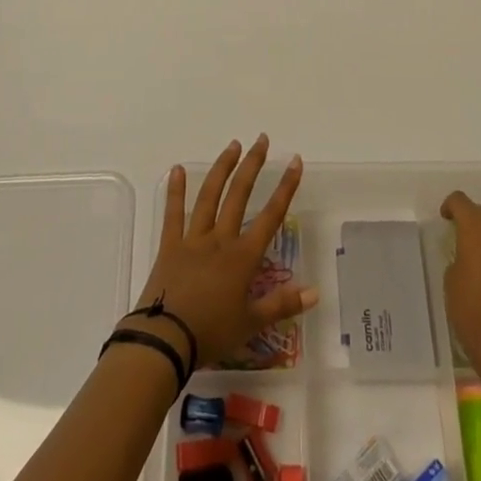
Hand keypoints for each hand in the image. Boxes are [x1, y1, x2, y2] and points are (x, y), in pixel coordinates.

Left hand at [135, 136, 319, 365]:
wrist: (165, 340)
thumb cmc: (211, 333)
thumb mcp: (251, 324)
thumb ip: (283, 305)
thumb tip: (315, 291)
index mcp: (243, 257)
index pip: (270, 216)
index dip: (285, 188)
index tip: (294, 162)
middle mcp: (220, 239)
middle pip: (239, 195)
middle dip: (252, 165)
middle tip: (261, 140)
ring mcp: (193, 239)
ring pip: (210, 196)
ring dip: (222, 168)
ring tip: (233, 146)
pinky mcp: (170, 245)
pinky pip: (173, 213)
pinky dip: (175, 190)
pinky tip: (177, 169)